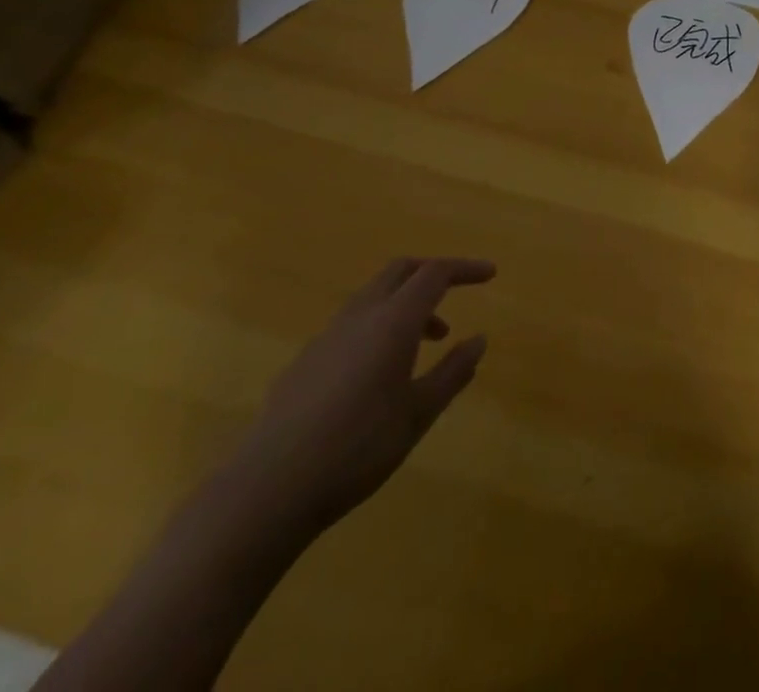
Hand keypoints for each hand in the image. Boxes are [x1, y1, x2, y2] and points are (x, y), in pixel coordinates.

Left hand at [228, 256, 496, 531]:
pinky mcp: (304, 363)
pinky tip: (379, 374)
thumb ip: (452, 372)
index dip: (465, 269)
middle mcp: (359, 316)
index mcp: (393, 320)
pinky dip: (377, 328)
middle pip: (400, 271)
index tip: (490, 275)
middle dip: (432, 274)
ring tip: (426, 343)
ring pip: (373, 297)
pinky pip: (350, 326)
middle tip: (456, 294)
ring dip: (405, 305)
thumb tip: (479, 340)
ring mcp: (326, 337)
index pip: (435, 273)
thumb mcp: (419, 413)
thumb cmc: (357, 448)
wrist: (268, 490)